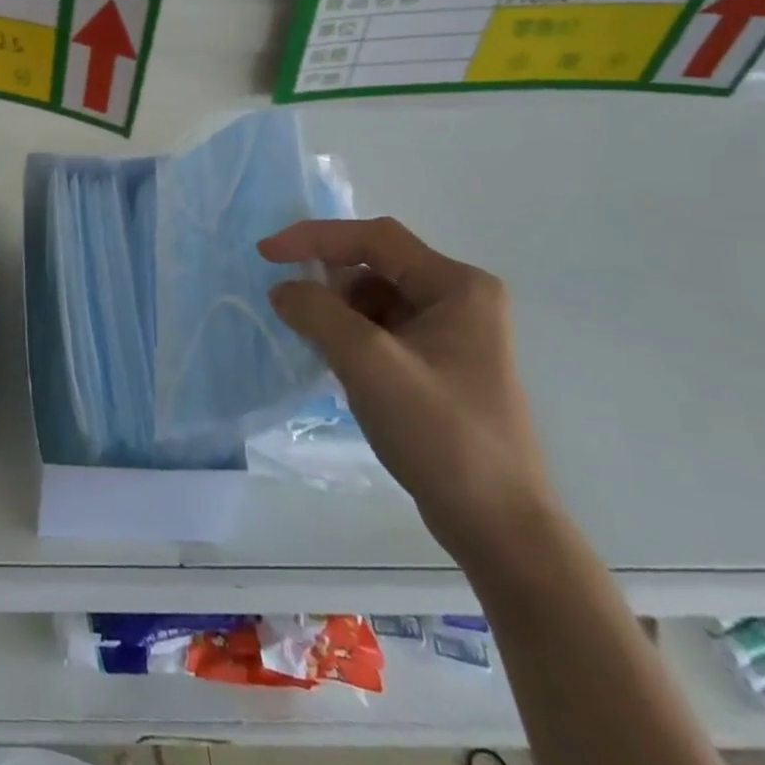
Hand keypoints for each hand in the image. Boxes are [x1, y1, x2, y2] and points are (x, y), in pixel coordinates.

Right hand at [259, 217, 553, 562]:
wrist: (498, 527)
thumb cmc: (440, 433)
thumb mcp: (369, 363)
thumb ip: (318, 312)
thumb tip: (282, 290)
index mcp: (457, 286)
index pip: (374, 238)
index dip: (315, 238)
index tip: (266, 254)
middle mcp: (459, 300)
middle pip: (375, 264)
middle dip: (327, 279)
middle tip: (288, 301)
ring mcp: (451, 334)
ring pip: (375, 297)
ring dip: (336, 309)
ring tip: (310, 337)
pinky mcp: (438, 365)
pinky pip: (381, 328)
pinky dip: (349, 334)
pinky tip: (332, 359)